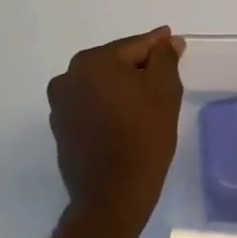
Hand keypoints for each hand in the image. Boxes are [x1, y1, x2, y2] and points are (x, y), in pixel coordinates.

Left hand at [47, 28, 185, 232]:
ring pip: (101, 84)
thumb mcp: (165, 90)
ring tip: (147, 103)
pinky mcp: (61, 128)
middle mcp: (68, 77)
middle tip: (165, 79)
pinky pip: (91, 104)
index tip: (175, 45)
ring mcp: (60, 104)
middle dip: (139, 68)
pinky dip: (108, 105)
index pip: (135, 46)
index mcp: (93, 62)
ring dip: (122, 87)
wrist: (113, 196)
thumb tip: (167, 40)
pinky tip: (127, 120)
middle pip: (115, 63)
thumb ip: (165, 58)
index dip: (158, 47)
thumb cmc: (143, 137)